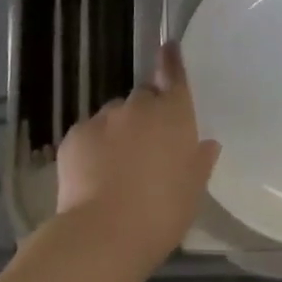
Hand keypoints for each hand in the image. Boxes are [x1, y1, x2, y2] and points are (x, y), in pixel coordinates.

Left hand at [55, 43, 220, 273]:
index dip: (171, 61)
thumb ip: (200, 160)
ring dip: (118, 132)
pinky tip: (93, 176)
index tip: (168, 47)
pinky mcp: (74, 135)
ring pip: (114, 116)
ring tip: (116, 168)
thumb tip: (206, 143)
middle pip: (143, 98)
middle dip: (145, 115)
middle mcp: (139, 106)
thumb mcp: (194, 189)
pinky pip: (89, 134)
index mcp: (173, 114)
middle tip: (147, 147)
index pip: (173, 75)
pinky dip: (93, 148)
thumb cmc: (162, 212)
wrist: (104, 233)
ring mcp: (103, 118)